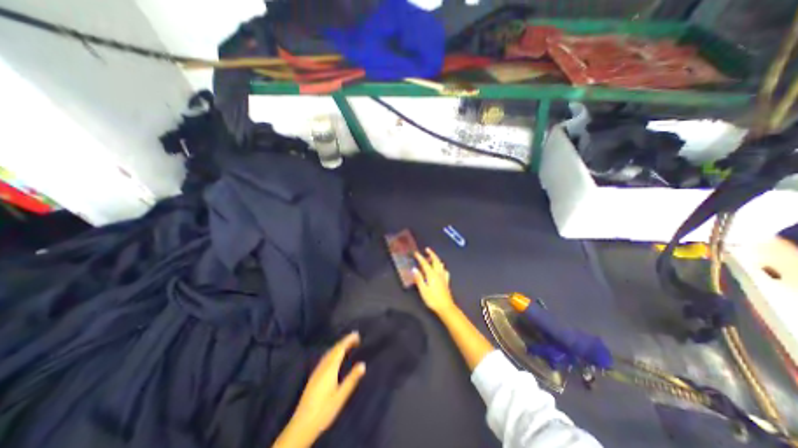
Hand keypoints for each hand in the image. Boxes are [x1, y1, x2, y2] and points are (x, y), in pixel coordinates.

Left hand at [271, 330, 363, 446]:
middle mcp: (323, 366)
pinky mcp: (314, 377)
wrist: (302, 425)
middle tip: (355, 337)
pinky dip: (333, 352)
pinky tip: (335, 357)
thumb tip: (363, 364)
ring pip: (329, 353)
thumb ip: (352, 379)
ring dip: (338, 346)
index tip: (357, 334)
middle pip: (334, 349)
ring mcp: (317, 371)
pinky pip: (325, 358)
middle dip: (344, 341)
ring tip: (347, 344)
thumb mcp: (341, 396)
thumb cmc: (324, 410)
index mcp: (330, 368)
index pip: (340, 349)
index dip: (348, 340)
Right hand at [412, 248, 454, 314]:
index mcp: (431, 275)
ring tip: (433, 257)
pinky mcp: (446, 281)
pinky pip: (445, 271)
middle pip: (435, 261)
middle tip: (427, 249)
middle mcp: (438, 273)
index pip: (425, 263)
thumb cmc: (432, 299)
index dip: (420, 257)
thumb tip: (414, 269)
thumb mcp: (423, 290)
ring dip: (436, 259)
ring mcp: (443, 277)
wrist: (445, 307)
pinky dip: (442, 267)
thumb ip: (419, 279)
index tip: (416, 253)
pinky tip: (441, 269)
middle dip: (431, 254)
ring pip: (440, 264)